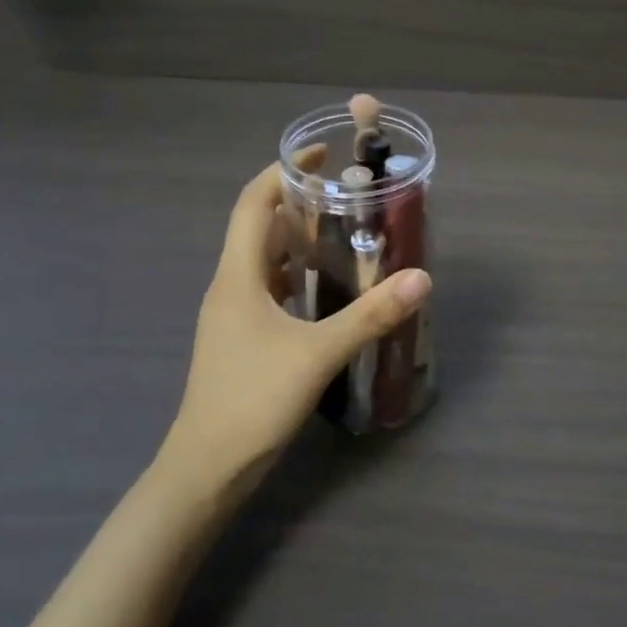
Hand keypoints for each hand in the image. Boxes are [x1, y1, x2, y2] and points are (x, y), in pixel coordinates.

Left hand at [162, 155, 430, 489]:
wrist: (205, 471)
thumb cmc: (252, 401)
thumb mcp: (318, 354)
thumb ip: (371, 315)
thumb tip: (421, 278)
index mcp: (237, 277)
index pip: (252, 204)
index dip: (281, 171)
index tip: (320, 155)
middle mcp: (231, 286)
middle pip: (259, 227)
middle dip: (299, 203)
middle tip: (348, 197)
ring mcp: (234, 315)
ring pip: (265, 260)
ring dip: (299, 240)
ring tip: (345, 233)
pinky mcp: (243, 338)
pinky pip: (270, 289)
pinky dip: (297, 275)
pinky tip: (329, 288)